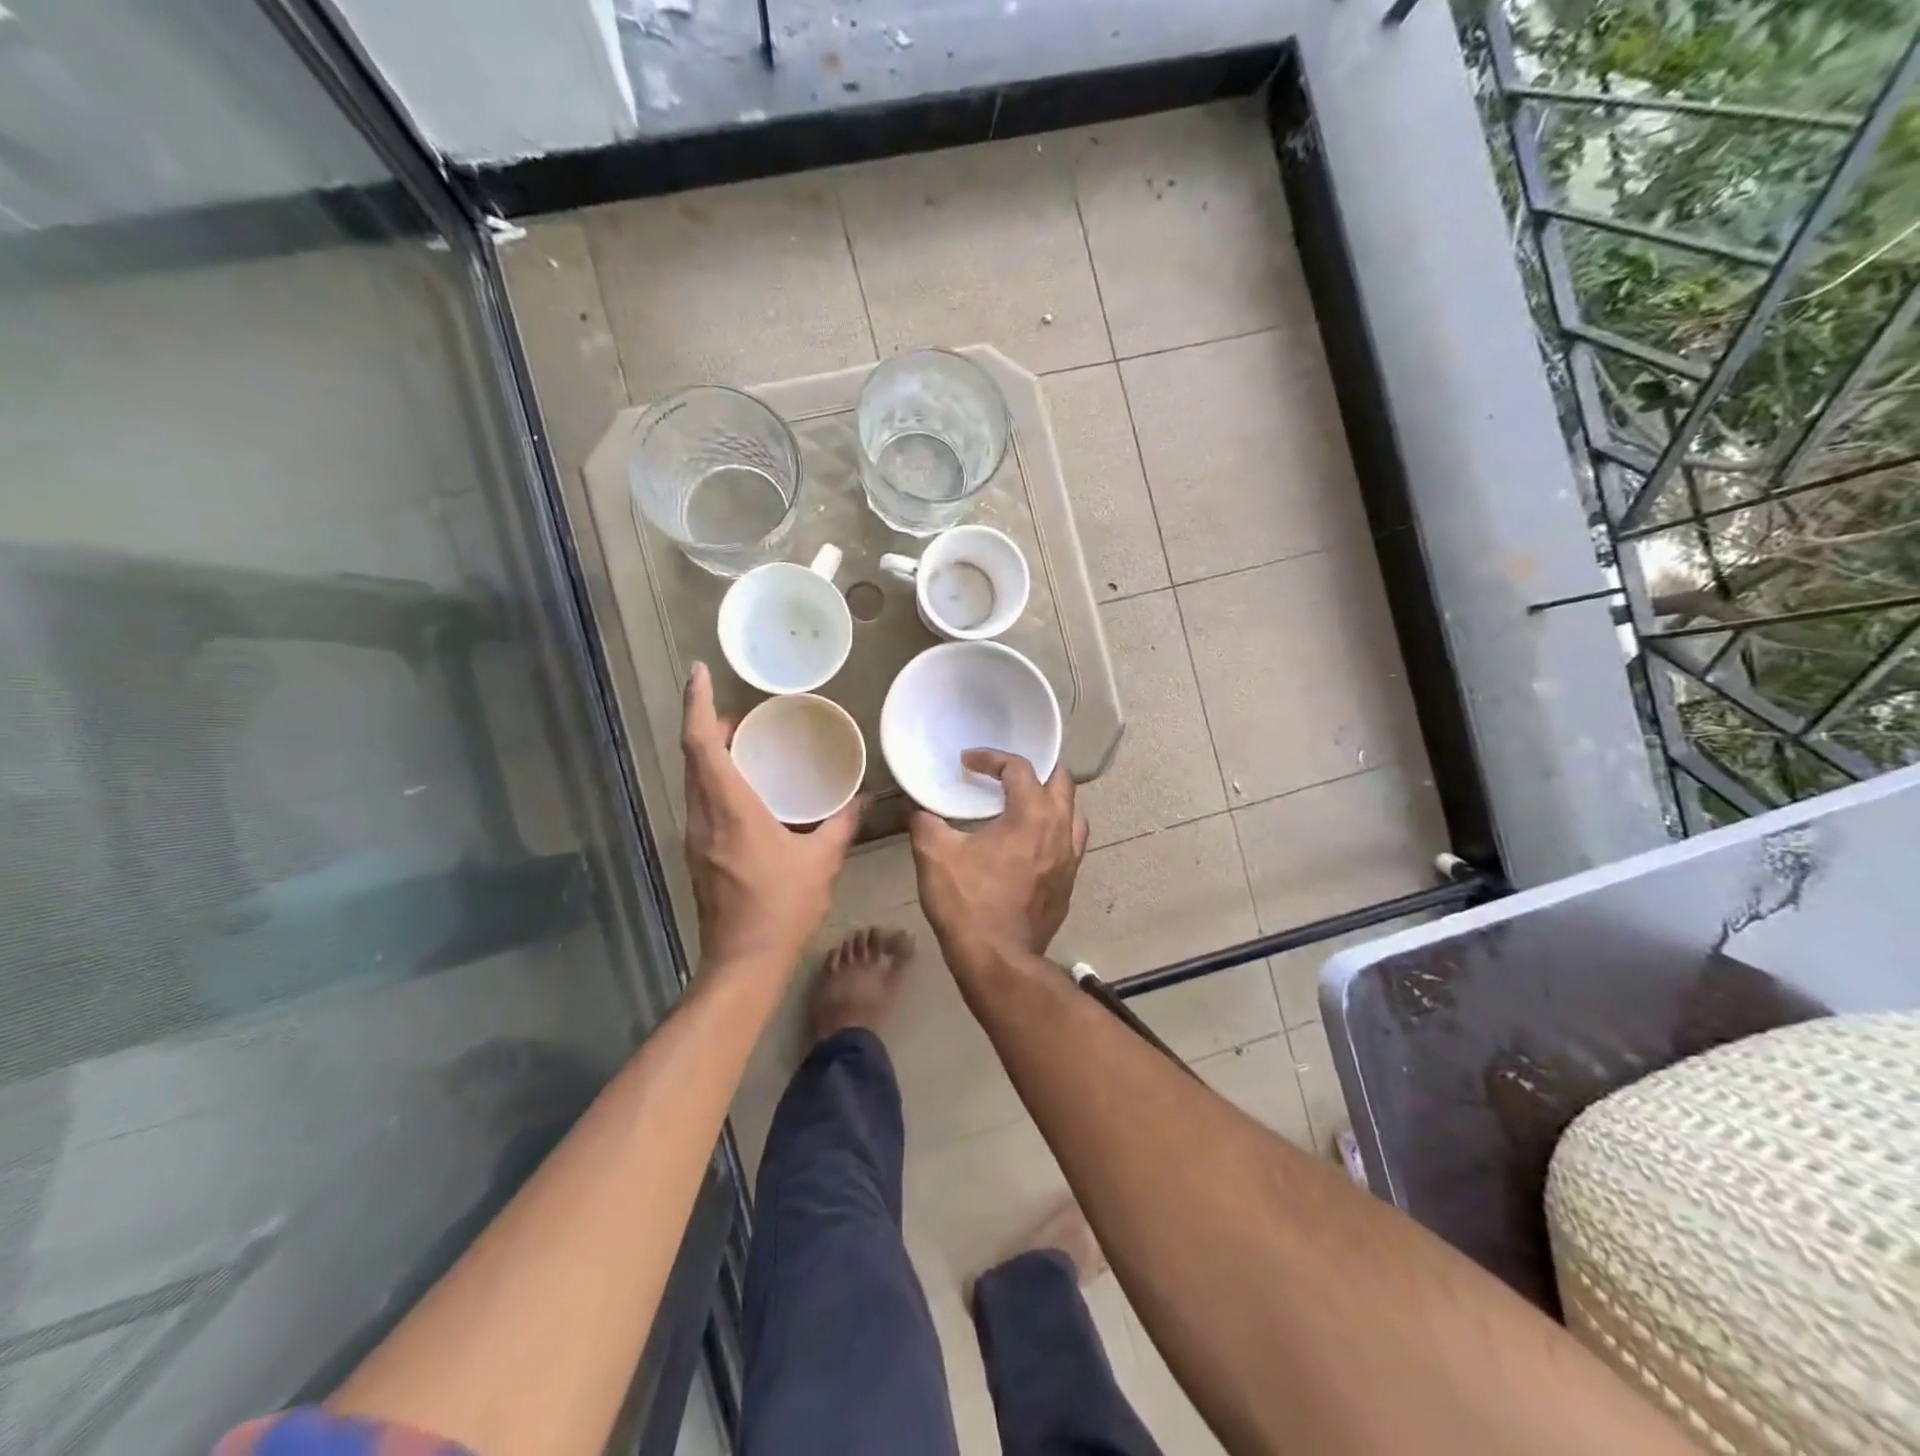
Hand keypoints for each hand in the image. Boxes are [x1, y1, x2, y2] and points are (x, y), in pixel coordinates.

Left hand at [681, 663, 860, 970]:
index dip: (697, 704)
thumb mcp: (821, 861)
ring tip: (743, 741)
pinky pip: (701, 802)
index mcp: (730, 809)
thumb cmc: (783, 907)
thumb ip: (843, 823)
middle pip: (693, 757)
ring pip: (694, 780)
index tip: (699, 673)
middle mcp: (703, 817)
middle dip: (707, 723)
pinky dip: (715, 780)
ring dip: (709, 752)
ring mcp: (695, 837)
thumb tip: (866, 798)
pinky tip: (745, 790)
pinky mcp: (698, 855)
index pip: (702, 744)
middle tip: (737, 708)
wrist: (743, 962)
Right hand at [909, 749, 1088, 966]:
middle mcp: (1060, 830)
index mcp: (1032, 814)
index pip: (1019, 768)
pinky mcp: (1069, 884)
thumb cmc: (968, 902)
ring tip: (1025, 804)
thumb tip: (917, 808)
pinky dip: (1055, 831)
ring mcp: (1071, 859)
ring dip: (1052, 801)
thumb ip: (924, 821)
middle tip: (1007, 774)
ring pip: (1073, 813)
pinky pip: (1070, 844)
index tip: (968, 761)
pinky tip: (1031, 844)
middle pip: (1060, 782)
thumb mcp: (934, 854)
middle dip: (1035, 770)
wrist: (998, 961)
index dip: (992, 758)